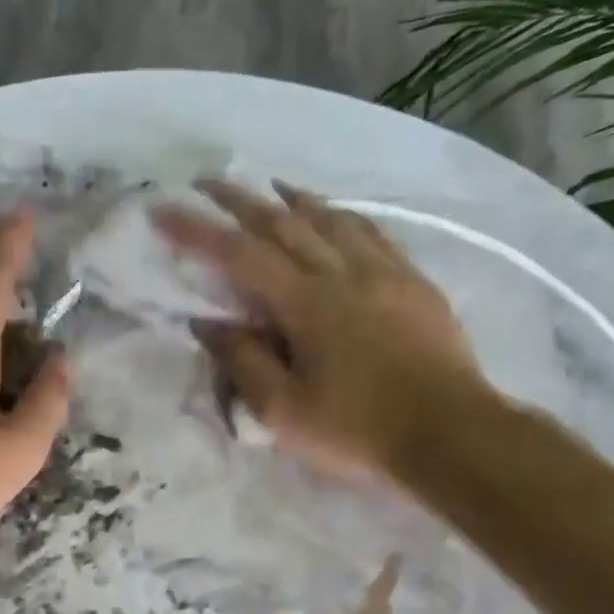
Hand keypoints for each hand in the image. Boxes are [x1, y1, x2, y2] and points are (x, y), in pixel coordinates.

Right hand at [154, 179, 493, 485]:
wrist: (450, 433)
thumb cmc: (358, 430)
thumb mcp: (284, 411)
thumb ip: (243, 363)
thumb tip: (207, 323)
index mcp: (306, 304)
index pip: (240, 255)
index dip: (197, 230)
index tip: (164, 209)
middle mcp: (343, 273)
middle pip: (284, 222)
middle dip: (241, 199)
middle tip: (209, 181)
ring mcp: (384, 272)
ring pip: (332, 219)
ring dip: (295, 199)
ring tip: (272, 186)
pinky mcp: (415, 282)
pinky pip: (373, 233)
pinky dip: (345, 216)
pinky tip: (339, 216)